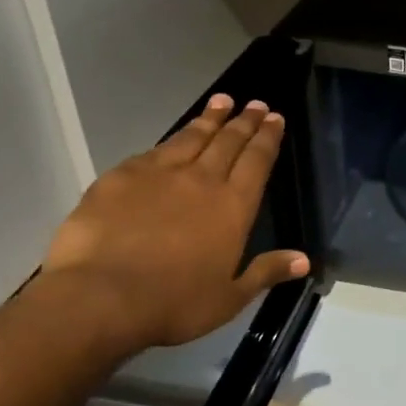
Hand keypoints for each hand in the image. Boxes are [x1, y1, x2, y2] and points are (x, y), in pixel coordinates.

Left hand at [41, 95, 309, 353]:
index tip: (275, 117)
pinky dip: (169, 141)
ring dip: (209, 119)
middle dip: (244, 121)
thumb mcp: (229, 298)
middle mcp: (202, 180)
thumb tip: (304, 259)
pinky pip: (152, 152)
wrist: (101, 297)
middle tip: (255, 104)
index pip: (257, 161)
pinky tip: (171, 139)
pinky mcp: (120, 177)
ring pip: (191, 137)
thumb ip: (266, 272)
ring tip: (221, 102)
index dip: (267, 138)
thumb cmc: (173, 303)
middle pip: (228, 142)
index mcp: (233, 206)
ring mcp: (159, 174)